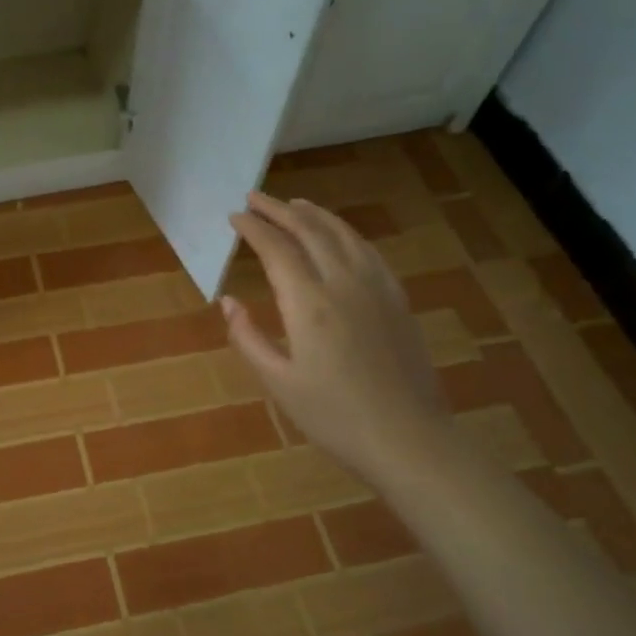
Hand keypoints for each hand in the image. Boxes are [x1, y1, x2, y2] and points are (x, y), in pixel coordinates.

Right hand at [223, 192, 450, 480]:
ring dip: (314, 214)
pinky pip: (368, 251)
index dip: (254, 229)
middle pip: (309, 231)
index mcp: (309, 304)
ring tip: (293, 204)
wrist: (407, 438)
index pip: (277, 250)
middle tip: (255, 198)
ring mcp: (376, 288)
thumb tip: (228, 301)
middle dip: (279, 210)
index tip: (235, 216)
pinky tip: (339, 235)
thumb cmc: (333, 416)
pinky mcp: (397, 299)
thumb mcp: (278, 382)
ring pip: (343, 235)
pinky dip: (346, 233)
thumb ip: (248, 337)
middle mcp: (343, 284)